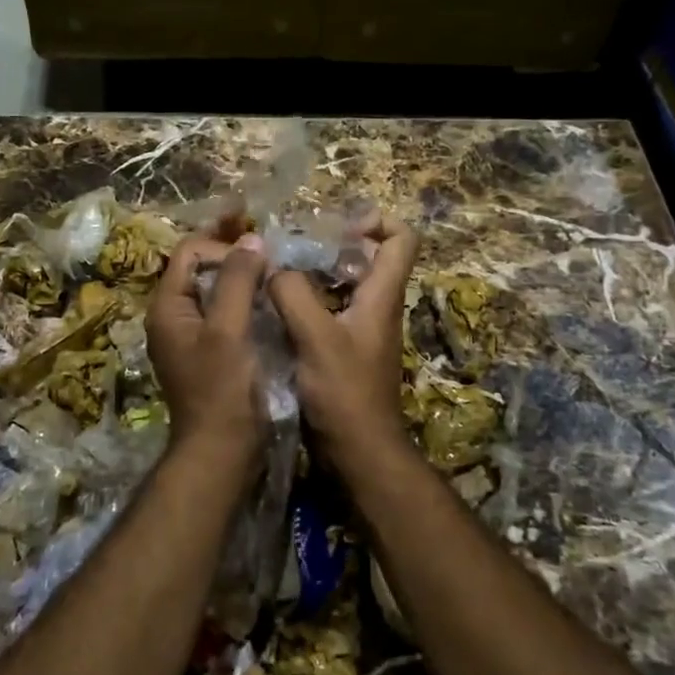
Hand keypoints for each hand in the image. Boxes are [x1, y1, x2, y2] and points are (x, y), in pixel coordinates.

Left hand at [146, 232, 268, 467]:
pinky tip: (271, 301)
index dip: (223, 246)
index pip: (190, 252)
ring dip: (243, 277)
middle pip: (201, 268)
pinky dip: (247, 300)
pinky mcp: (212, 351)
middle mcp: (175, 316)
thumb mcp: (228, 331)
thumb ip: (236, 281)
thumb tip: (251, 238)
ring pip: (216, 290)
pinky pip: (227, 312)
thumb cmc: (222, 390)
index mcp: (168, 307)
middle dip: (233, 255)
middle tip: (270, 252)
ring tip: (275, 271)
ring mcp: (192, 335)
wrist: (222, 452)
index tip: (259, 258)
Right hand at [266, 218, 417, 471]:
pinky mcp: (345, 349)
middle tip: (294, 245)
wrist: (359, 453)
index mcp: (382, 296)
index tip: (338, 225)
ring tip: (278, 270)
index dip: (377, 221)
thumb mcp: (315, 338)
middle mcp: (377, 306)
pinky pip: (330, 309)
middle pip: (369, 257)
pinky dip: (308, 299)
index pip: (401, 238)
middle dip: (334, 243)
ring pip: (345, 283)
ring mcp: (362, 329)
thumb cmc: (344, 393)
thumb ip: (293, 294)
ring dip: (316, 272)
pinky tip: (277, 306)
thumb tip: (273, 267)